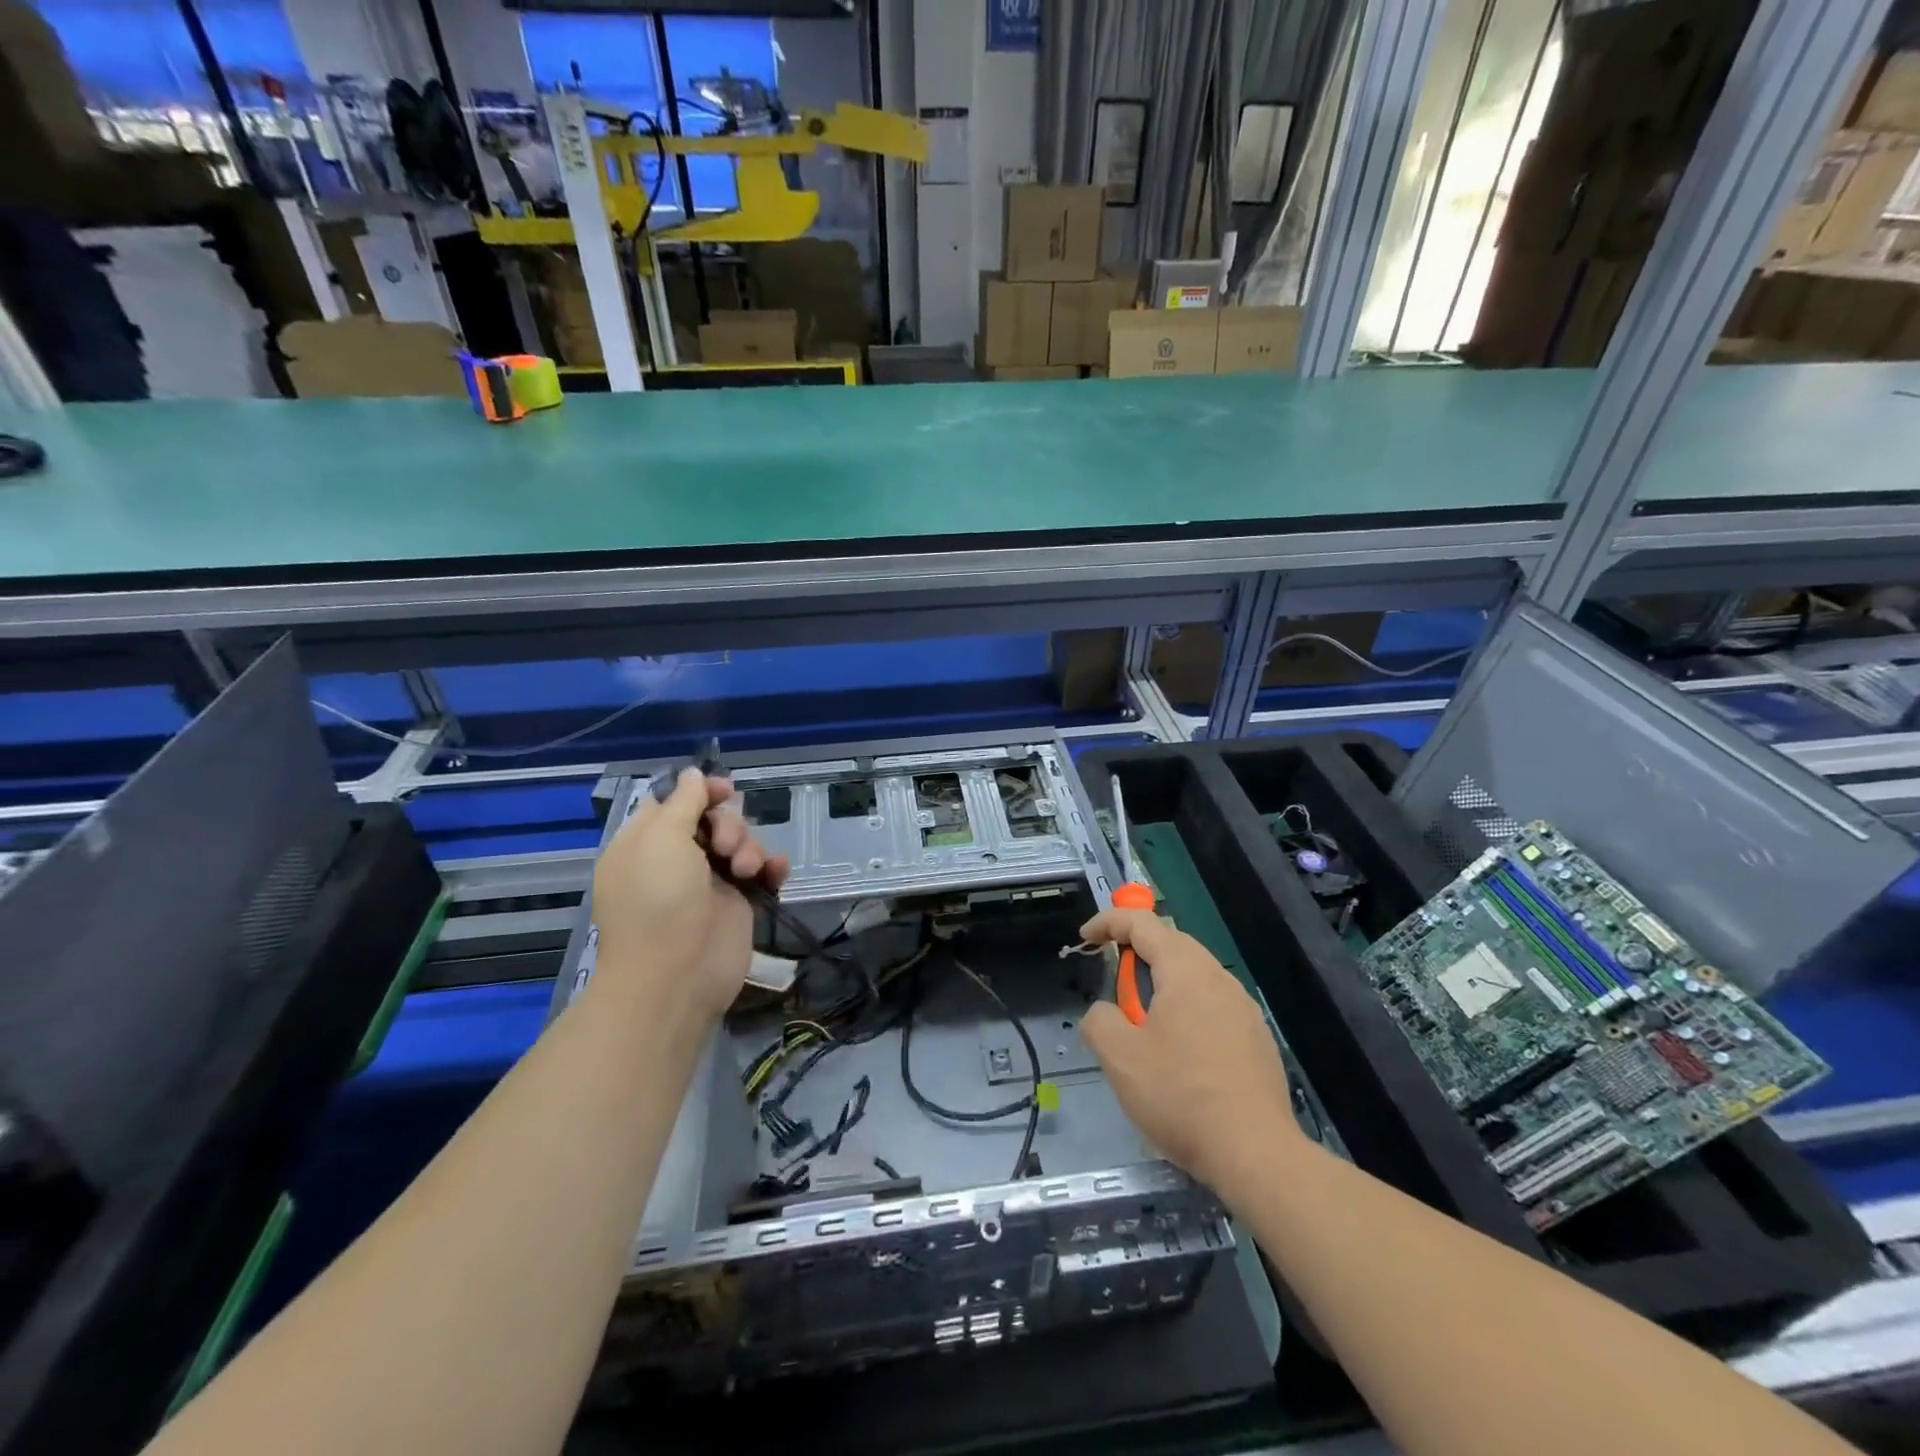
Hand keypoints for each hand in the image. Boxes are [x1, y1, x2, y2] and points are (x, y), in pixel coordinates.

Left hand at [590, 767, 788, 1017]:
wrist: (677, 975)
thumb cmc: (660, 900)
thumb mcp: (663, 839)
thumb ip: (683, 801)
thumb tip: (694, 775)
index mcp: (646, 843)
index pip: (674, 803)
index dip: (701, 793)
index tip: (725, 791)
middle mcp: (676, 860)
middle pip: (713, 820)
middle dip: (728, 825)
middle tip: (724, 847)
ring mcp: (708, 883)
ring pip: (741, 843)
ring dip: (749, 848)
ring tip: (745, 871)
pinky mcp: (738, 904)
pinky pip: (761, 873)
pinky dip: (771, 868)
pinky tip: (775, 873)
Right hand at [1079, 908, 1302, 1194]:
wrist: (1256, 1154)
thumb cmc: (1180, 1096)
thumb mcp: (1119, 1057)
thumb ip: (1099, 1019)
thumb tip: (1106, 1012)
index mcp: (1185, 971)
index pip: (1142, 923)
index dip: (1108, 922)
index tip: (1085, 940)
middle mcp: (1219, 978)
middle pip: (1172, 943)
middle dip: (1136, 952)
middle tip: (1112, 981)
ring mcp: (1243, 1008)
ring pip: (1194, 975)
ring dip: (1162, 983)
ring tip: (1142, 1021)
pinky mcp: (1256, 1039)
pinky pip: (1213, 1004)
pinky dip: (1186, 1009)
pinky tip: (1179, 1052)